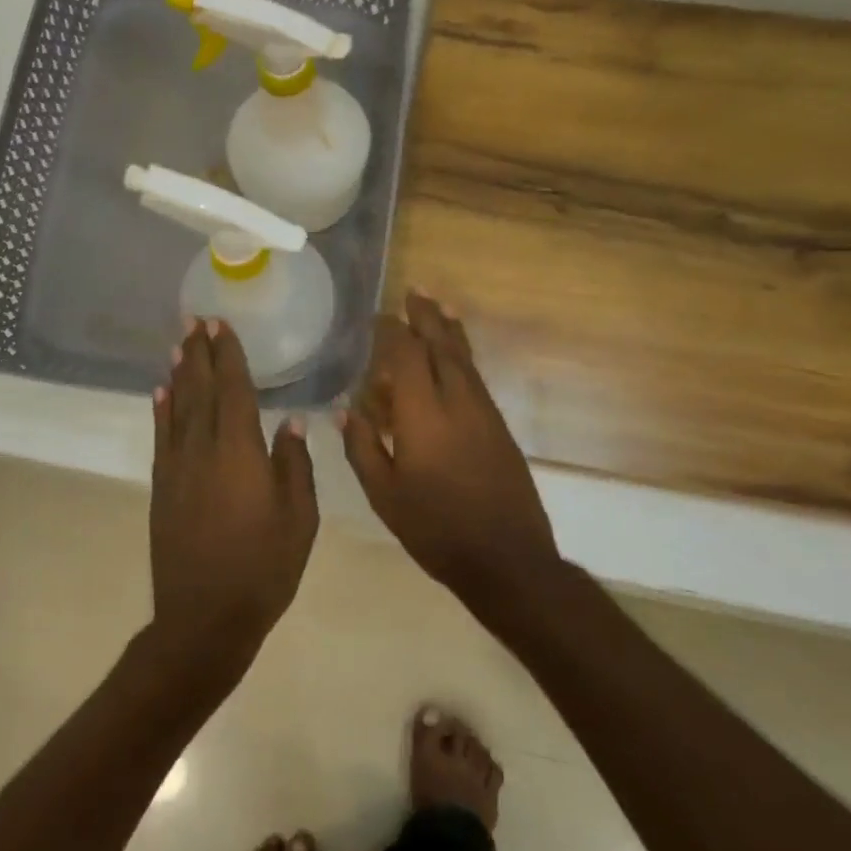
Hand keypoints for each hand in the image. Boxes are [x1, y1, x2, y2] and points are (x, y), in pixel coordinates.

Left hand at [149, 319, 318, 671]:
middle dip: (200, 353)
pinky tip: (161, 393)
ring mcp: (177, 467)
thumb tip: (292, 422)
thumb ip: (294, 465)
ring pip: (177, 407)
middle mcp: (203, 448)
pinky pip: (162, 436)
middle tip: (195, 320)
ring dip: (179, 373)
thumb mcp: (299, 518)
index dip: (227, 355)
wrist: (204, 616)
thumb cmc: (263, 568)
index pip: (233, 389)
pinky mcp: (162, 486)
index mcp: (240, 451)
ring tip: (179, 345)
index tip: (220, 325)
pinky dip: (161, 410)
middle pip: (200, 389)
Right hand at [341, 291, 558, 597]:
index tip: (377, 316)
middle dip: (426, 316)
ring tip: (437, 306)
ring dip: (449, 329)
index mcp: (424, 414)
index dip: (391, 331)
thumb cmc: (435, 529)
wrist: (507, 559)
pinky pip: (475, 377)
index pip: (407, 355)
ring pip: (465, 358)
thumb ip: (361, 447)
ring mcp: (484, 412)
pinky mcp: (499, 427)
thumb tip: (344, 411)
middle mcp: (458, 401)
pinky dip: (462, 356)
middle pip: (442, 345)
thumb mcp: (384, 494)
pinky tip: (455, 356)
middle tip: (414, 291)